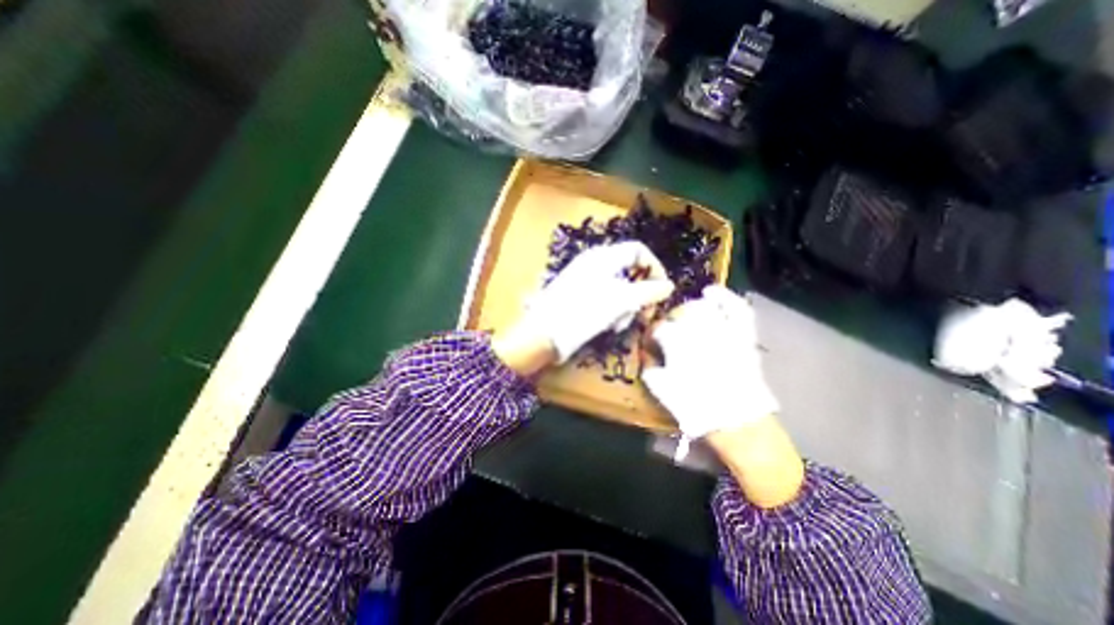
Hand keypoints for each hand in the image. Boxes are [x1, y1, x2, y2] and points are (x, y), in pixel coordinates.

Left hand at [521, 241, 674, 362]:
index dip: (654, 268)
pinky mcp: (579, 295)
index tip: (662, 292)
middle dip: (640, 294)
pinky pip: (605, 298)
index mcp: (604, 256)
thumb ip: (648, 291)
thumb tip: (669, 286)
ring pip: (619, 289)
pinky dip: (612, 311)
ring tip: (619, 325)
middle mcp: (595, 263)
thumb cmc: (583, 312)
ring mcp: (585, 279)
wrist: (543, 333)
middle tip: (643, 315)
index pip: (638, 251)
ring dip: (626, 307)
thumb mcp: (621, 301)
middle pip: (630, 272)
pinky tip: (607, 326)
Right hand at [640, 285, 775, 441]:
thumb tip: (647, 357)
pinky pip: (736, 307)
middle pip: (681, 313)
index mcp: (677, 343)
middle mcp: (699, 330)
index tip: (652, 342)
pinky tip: (711, 292)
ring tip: (688, 314)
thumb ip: (650, 369)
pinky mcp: (742, 334)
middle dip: (672, 319)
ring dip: (693, 307)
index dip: (654, 334)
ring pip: (703, 306)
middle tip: (671, 330)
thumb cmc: (695, 407)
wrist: (737, 421)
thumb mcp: (662, 390)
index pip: (660, 328)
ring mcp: (723, 329)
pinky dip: (725, 297)